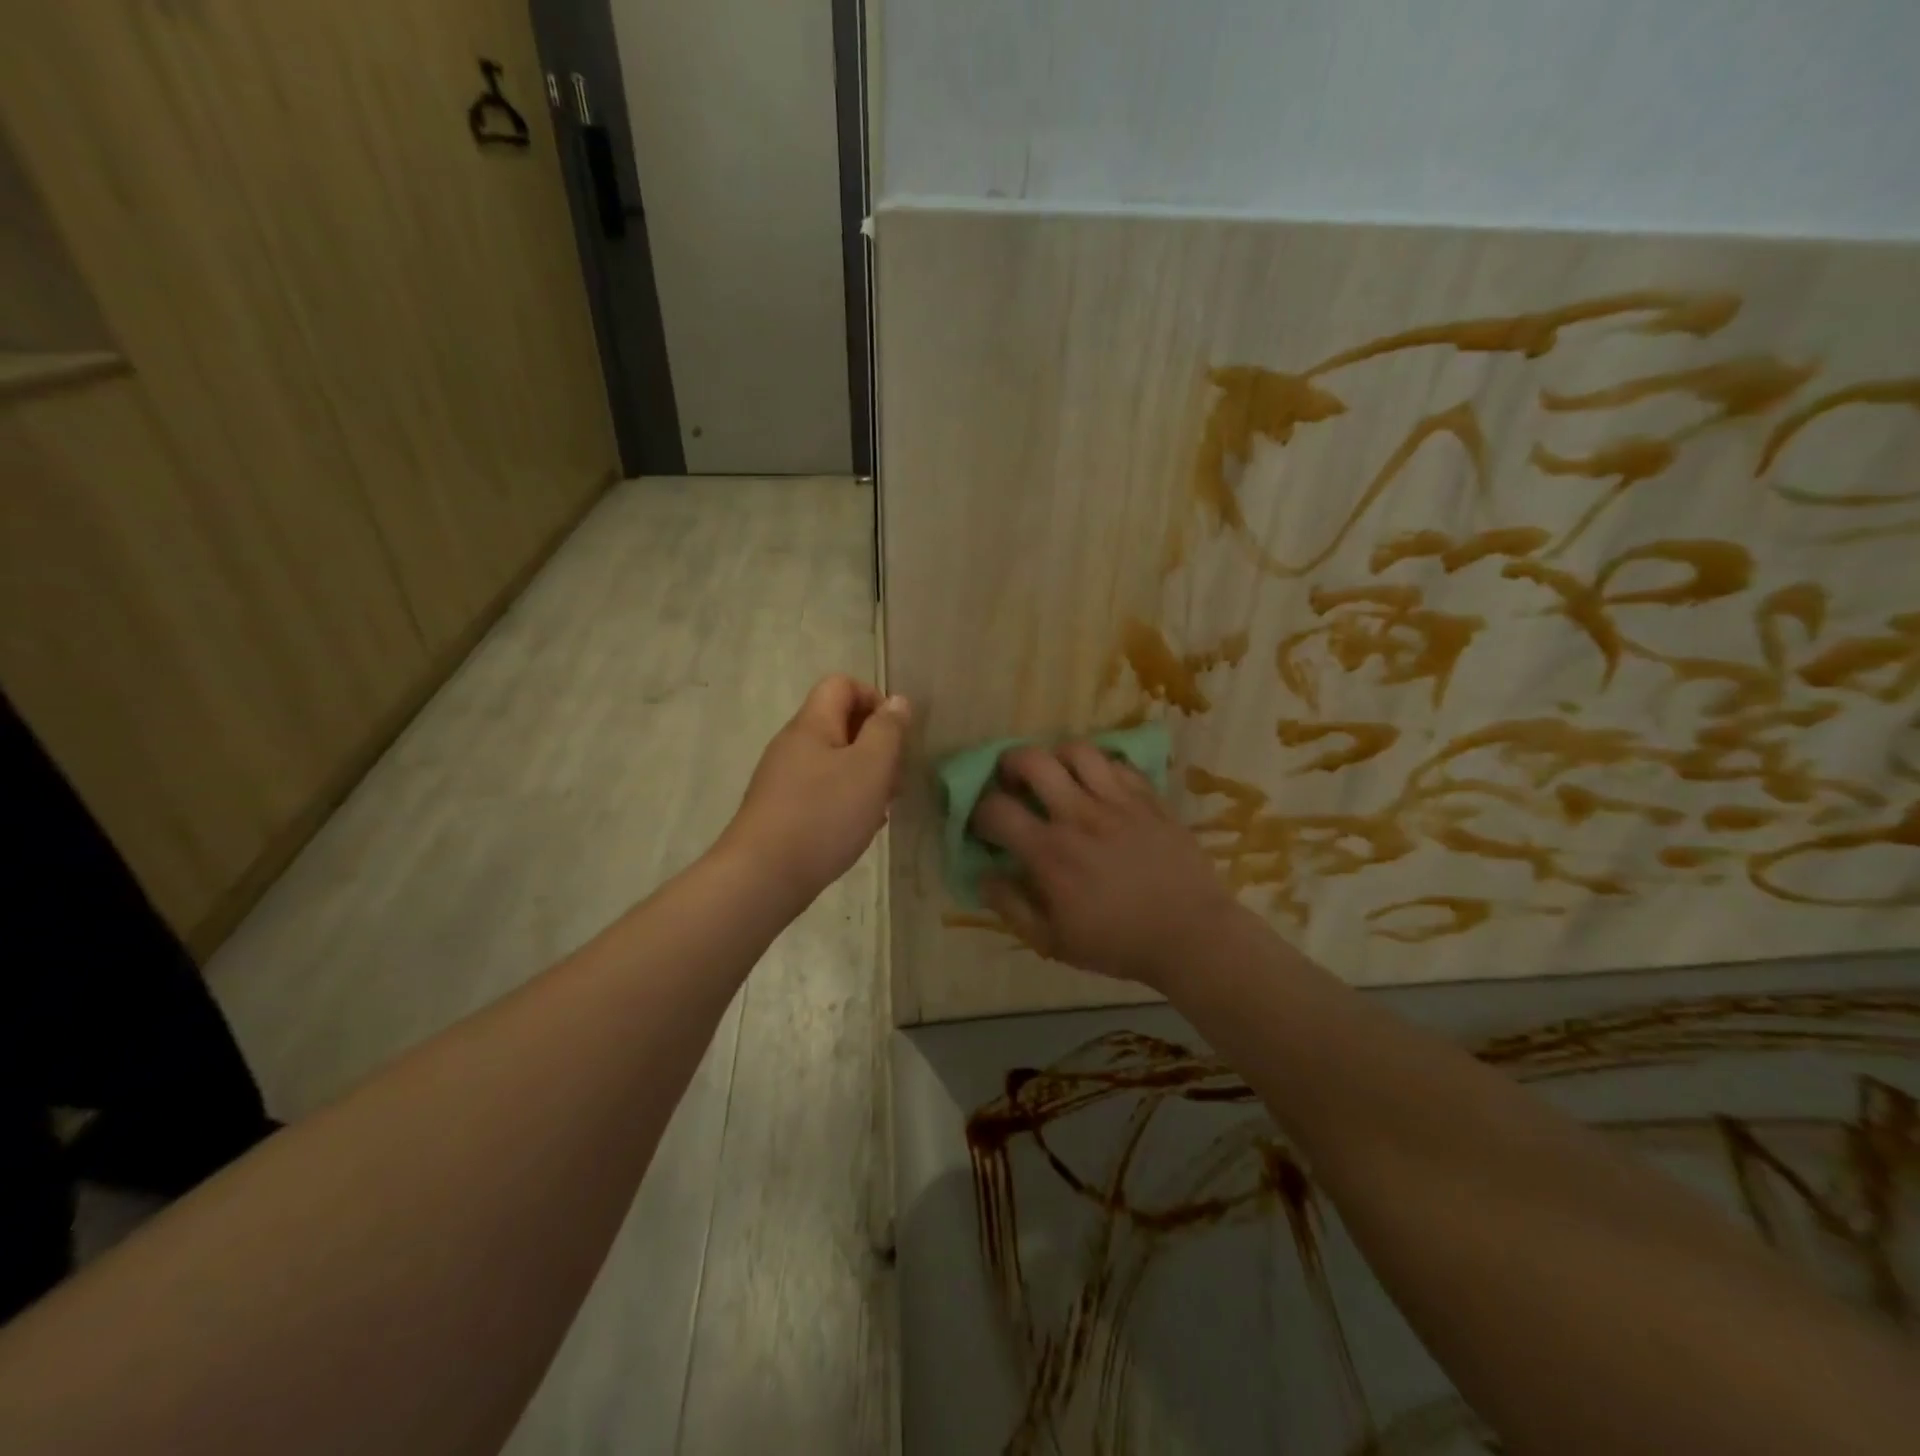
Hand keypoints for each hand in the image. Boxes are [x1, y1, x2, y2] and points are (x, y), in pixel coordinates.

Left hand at [720, 675, 910, 904]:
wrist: (762, 877)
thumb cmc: (823, 815)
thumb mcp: (870, 767)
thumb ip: (887, 730)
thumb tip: (896, 702)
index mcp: (811, 725)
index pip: (841, 685)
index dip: (874, 698)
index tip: (895, 734)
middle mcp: (793, 745)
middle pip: (839, 724)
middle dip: (875, 745)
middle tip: (894, 778)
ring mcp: (783, 779)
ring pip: (833, 762)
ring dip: (864, 777)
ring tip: (882, 808)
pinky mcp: (781, 810)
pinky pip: (821, 791)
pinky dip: (845, 800)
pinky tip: (859, 827)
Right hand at [970, 742, 1240, 991]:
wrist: (1191, 936)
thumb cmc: (1118, 943)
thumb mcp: (1053, 942)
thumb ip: (1011, 907)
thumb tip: (984, 876)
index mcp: (1050, 852)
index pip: (996, 809)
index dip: (979, 811)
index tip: (984, 824)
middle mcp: (1078, 815)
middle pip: (1032, 760)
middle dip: (1010, 764)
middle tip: (1012, 781)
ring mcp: (1118, 802)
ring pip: (1077, 750)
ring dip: (1057, 757)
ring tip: (1058, 775)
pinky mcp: (1149, 799)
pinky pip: (1118, 764)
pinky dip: (1100, 767)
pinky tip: (1099, 786)